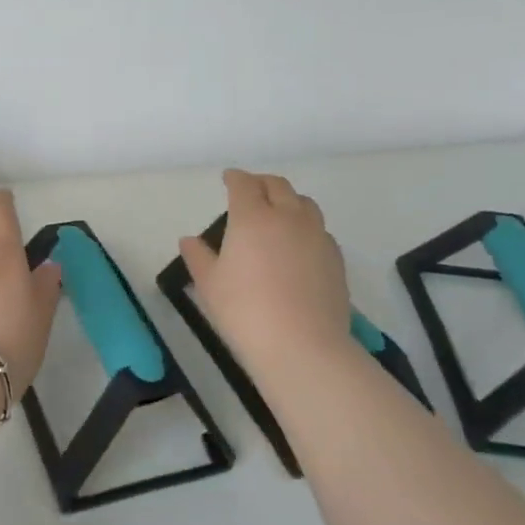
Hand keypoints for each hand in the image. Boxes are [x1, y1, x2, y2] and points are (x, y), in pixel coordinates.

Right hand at [177, 169, 353, 378]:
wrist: (302, 346)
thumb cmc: (244, 311)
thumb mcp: (209, 284)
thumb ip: (198, 257)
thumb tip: (189, 240)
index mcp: (252, 217)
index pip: (244, 184)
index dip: (234, 178)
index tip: (228, 179)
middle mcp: (288, 217)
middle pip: (278, 186)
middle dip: (261, 183)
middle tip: (250, 191)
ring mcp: (317, 236)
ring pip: (305, 203)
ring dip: (288, 200)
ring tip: (278, 213)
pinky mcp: (336, 258)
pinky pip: (320, 230)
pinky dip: (306, 226)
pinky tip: (298, 245)